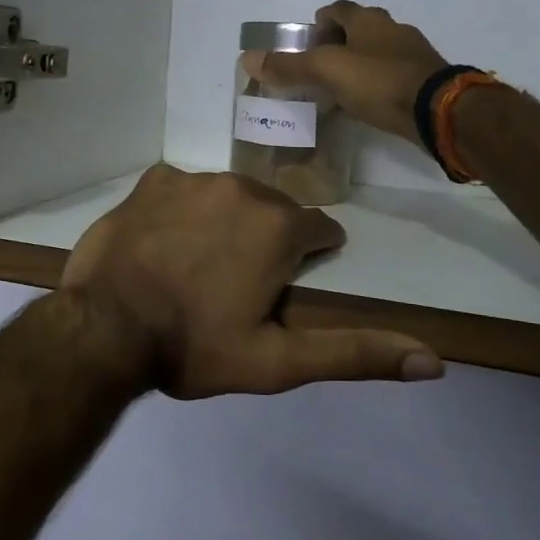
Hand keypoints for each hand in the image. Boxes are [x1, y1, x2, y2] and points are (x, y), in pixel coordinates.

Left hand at [59, 164, 443, 398]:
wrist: (103, 329)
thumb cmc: (193, 346)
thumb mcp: (277, 362)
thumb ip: (355, 353)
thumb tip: (435, 362)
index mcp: (279, 226)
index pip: (318, 230)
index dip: (305, 259)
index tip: (281, 286)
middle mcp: (243, 187)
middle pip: (272, 211)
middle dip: (265, 240)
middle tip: (233, 284)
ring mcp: (194, 178)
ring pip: (227, 197)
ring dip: (223, 222)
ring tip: (195, 266)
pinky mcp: (153, 179)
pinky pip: (183, 189)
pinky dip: (182, 210)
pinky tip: (163, 244)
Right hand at [245, 0, 447, 144]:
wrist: (438, 111)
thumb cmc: (378, 81)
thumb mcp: (326, 71)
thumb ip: (289, 66)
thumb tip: (246, 57)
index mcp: (368, 19)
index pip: (337, 9)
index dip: (318, 23)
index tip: (305, 44)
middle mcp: (392, 29)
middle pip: (358, 30)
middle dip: (337, 45)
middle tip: (318, 69)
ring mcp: (412, 55)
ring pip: (376, 53)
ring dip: (357, 65)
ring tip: (338, 90)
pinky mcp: (424, 80)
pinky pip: (391, 76)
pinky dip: (375, 85)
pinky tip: (366, 105)